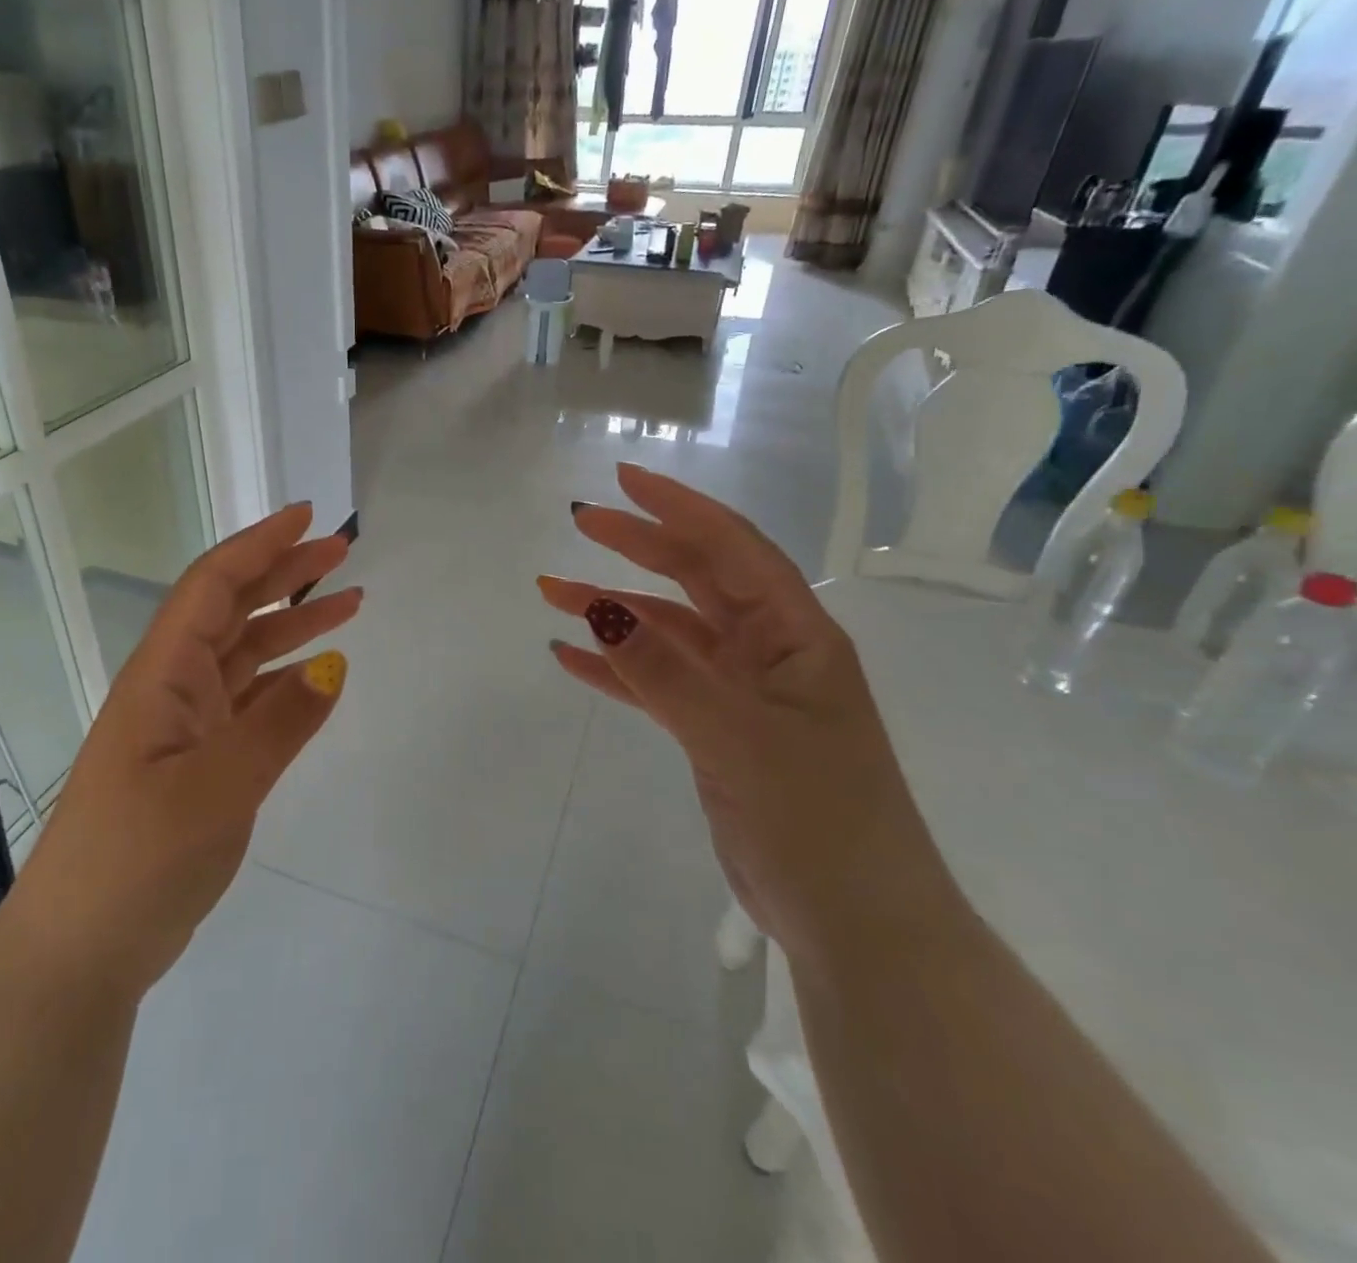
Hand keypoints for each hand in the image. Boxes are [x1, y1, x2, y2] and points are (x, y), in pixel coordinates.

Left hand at [1, 504, 360, 1001]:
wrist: (83, 949)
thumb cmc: (136, 859)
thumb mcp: (216, 789)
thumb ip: (278, 724)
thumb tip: (334, 665)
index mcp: (162, 676)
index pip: (213, 586)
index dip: (260, 545)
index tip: (308, 517)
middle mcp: (172, 688)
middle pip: (232, 609)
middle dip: (284, 573)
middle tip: (342, 552)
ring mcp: (184, 726)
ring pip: (245, 653)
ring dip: (292, 623)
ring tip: (349, 604)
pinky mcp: (198, 760)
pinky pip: (249, 700)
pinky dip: (284, 679)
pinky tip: (317, 675)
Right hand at [538, 464, 958, 966]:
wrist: (855, 925)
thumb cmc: (816, 820)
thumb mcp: (736, 736)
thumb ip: (663, 671)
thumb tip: (597, 607)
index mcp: (796, 635)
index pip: (732, 549)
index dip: (678, 508)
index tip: (622, 481)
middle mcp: (769, 651)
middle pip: (695, 578)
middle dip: (638, 546)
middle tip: (579, 522)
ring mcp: (740, 692)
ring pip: (668, 631)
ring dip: (614, 609)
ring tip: (552, 592)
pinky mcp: (716, 731)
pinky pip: (656, 682)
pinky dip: (616, 668)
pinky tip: (571, 658)